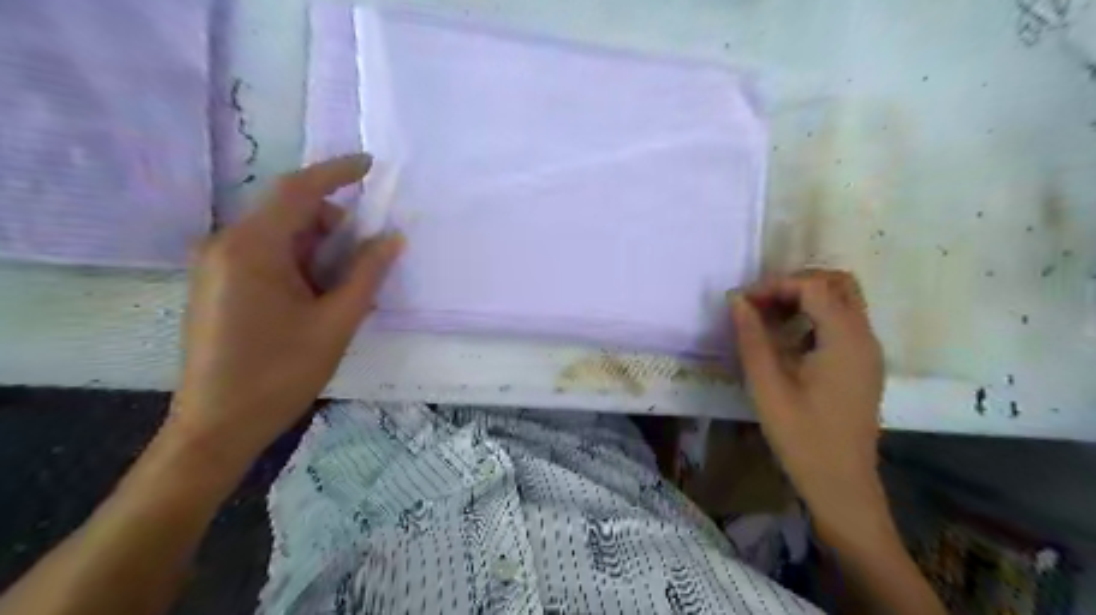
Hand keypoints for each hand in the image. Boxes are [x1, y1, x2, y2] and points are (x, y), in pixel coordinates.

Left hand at [170, 157, 405, 468]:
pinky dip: (300, 265)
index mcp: (252, 247)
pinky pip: (267, 257)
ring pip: (281, 237)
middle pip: (290, 214)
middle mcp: (226, 245)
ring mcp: (217, 265)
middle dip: (334, 227)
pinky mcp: (218, 284)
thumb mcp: (336, 321)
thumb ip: (367, 273)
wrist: (218, 425)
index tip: (371, 165)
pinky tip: (318, 297)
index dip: (337, 172)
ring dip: (319, 251)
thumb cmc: (281, 372)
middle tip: (367, 259)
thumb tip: (393, 238)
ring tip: (345, 289)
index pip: (298, 190)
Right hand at [731, 269, 884, 543]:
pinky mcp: (862, 365)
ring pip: (842, 301)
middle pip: (837, 283)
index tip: (742, 301)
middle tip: (760, 303)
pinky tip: (786, 340)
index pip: (814, 286)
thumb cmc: (802, 436)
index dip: (775, 285)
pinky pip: (842, 323)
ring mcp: (867, 351)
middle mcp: (864, 337)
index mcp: (845, 339)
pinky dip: (814, 317)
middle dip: (795, 284)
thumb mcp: (767, 385)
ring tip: (767, 318)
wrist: (840, 483)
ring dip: (804, 299)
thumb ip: (751, 337)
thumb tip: (737, 300)